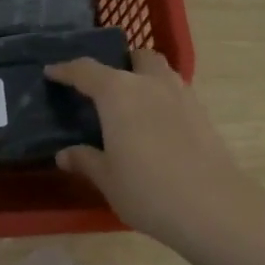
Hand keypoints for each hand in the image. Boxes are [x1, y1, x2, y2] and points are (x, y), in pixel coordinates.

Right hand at [46, 51, 264, 264]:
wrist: (212, 207)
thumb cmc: (146, 190)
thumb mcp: (107, 178)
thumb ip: (85, 160)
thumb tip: (65, 154)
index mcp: (118, 93)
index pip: (86, 71)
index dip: (66, 70)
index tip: (52, 72)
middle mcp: (150, 83)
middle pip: (135, 57)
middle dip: (119, 63)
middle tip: (103, 85)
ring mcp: (182, 96)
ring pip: (161, 72)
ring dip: (144, 78)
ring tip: (131, 103)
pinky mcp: (202, 114)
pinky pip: (176, 93)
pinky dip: (161, 98)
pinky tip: (155, 124)